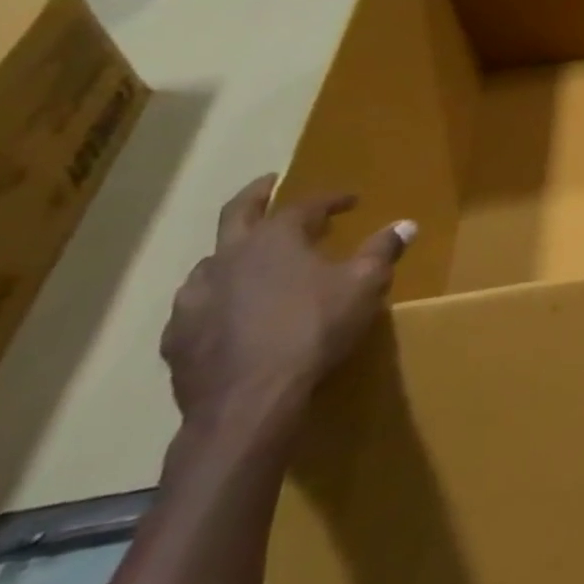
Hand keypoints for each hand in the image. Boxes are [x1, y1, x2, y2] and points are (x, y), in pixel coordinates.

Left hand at [160, 175, 414, 436]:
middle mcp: (227, 258)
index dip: (330, 199)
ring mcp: (195, 297)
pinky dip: (217, 298)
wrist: (249, 400)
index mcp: (273, 239)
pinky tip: (230, 312)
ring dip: (233, 253)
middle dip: (256, 195)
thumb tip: (406, 224)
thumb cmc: (314, 330)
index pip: (304, 205)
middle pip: (237, 214)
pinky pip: (197, 306)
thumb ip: (382, 251)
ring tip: (251, 259)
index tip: (351, 200)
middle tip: (269, 184)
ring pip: (211, 262)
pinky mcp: (177, 336)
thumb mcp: (364, 286)